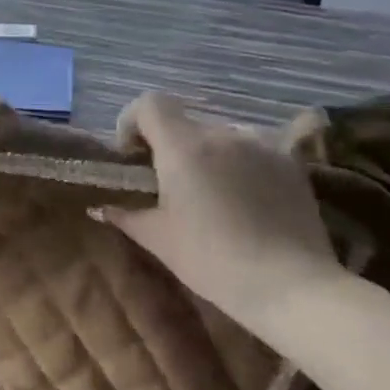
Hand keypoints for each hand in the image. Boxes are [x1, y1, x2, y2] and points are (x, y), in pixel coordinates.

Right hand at [96, 92, 345, 333]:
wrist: (291, 285)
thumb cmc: (212, 260)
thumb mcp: (159, 239)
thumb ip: (125, 215)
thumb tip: (99, 209)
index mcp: (183, 147)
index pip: (150, 103)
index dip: (133, 121)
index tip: (133, 154)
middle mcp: (223, 133)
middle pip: (185, 124)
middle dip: (171, 147)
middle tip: (170, 185)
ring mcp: (261, 145)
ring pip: (221, 136)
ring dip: (207, 155)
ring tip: (212, 194)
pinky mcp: (291, 162)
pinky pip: (253, 150)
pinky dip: (240, 164)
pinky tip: (245, 200)